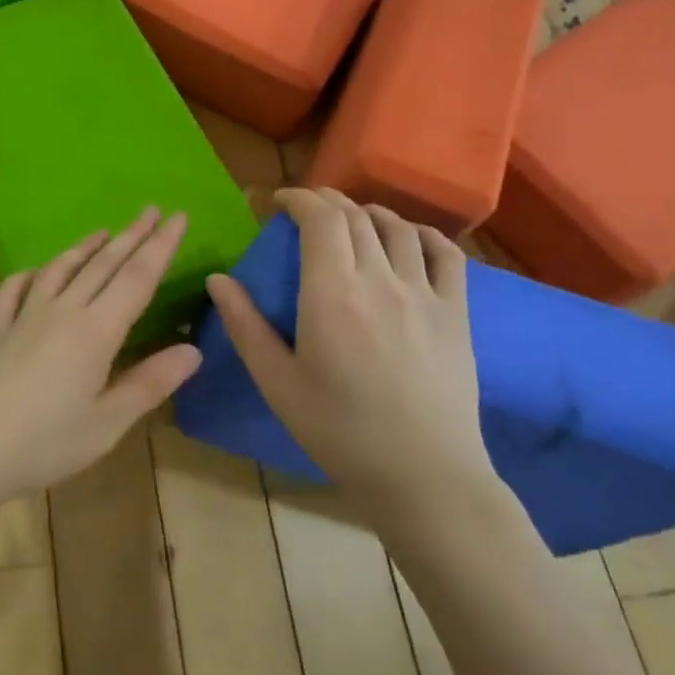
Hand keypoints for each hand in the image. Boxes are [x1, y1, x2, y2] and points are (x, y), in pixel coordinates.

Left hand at [0, 209, 204, 512]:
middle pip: (102, 264)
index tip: (178, 216)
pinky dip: (31, 274)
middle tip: (151, 209)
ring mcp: (23, 318)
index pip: (137, 278)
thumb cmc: (42, 443)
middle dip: (131, 235)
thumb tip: (192, 350)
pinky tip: (36, 272)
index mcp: (95, 332)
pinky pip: (14, 290)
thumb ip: (148, 383)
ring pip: (60, 269)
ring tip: (104, 232)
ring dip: (86, 248)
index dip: (160, 246)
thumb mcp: (106, 423)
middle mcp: (61, 312)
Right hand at [205, 189, 499, 529]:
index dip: (298, 198)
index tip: (278, 202)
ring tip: (350, 222)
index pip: (320, 218)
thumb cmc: (338, 432)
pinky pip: (446, 254)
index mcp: (332, 295)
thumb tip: (218, 278)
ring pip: (398, 227)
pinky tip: (408, 239)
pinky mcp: (456, 312)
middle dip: (327, 200)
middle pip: (356, 216)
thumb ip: (245, 325)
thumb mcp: (276, 382)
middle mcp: (380, 281)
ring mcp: (425, 294)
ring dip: (368, 213)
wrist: (423, 476)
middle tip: (305, 209)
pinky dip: (422, 234)